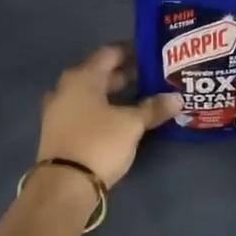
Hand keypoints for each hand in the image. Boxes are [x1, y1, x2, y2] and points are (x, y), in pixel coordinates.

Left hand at [36, 45, 179, 186]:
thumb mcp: (131, 124)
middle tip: (152, 77)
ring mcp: (59, 111)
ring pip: (92, 94)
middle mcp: (66, 88)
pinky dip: (103, 110)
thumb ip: (153, 108)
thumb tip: (177, 98)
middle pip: (99, 74)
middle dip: (126, 75)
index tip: (152, 53)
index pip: (109, 53)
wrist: (64, 185)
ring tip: (141, 98)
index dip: (132, 51)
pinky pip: (85, 112)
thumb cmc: (99, 143)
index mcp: (82, 77)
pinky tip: (121, 119)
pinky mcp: (59, 132)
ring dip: (114, 95)